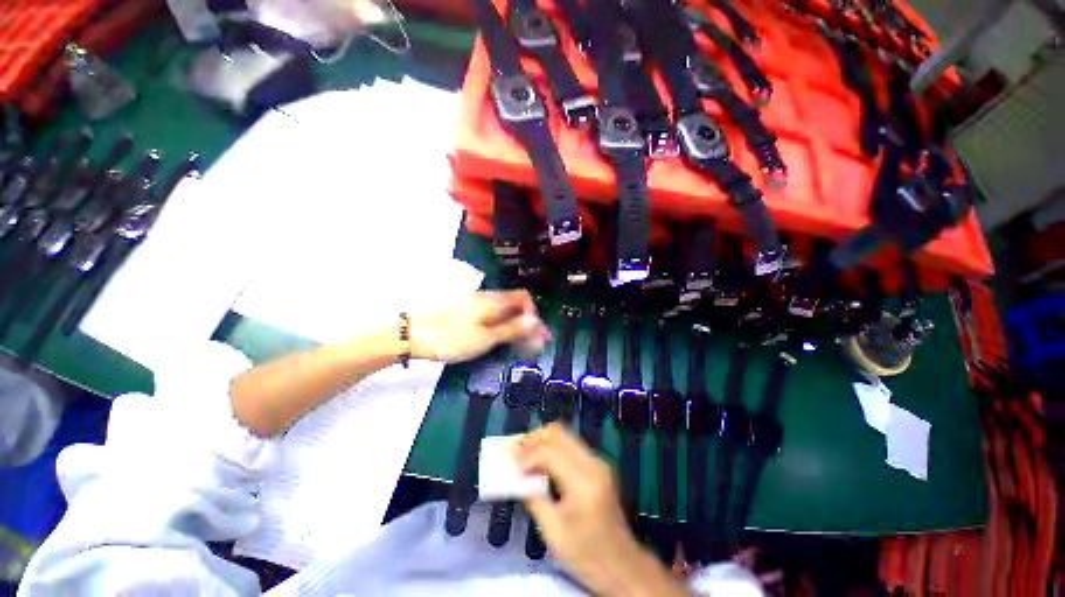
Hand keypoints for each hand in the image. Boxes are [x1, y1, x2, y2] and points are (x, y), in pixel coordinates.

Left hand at [410, 291, 548, 363]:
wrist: (413, 334)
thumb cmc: (452, 338)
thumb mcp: (486, 338)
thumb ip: (512, 329)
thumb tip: (537, 321)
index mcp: (494, 301)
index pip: (523, 297)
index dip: (533, 312)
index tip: (535, 332)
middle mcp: (486, 297)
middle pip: (513, 303)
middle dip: (524, 320)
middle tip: (527, 341)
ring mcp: (474, 302)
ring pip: (501, 309)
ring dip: (512, 323)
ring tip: (512, 342)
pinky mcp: (464, 309)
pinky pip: (489, 313)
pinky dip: (498, 323)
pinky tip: (494, 337)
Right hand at [515, 424, 687, 596]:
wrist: (622, 565)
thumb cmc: (586, 555)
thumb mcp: (553, 532)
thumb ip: (533, 498)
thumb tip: (517, 477)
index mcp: (584, 483)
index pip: (550, 452)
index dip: (527, 454)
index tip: (509, 462)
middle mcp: (593, 464)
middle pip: (559, 433)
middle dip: (534, 438)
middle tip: (515, 451)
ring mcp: (598, 462)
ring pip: (565, 435)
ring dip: (543, 440)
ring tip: (524, 454)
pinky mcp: (598, 465)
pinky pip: (571, 445)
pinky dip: (553, 447)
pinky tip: (541, 461)